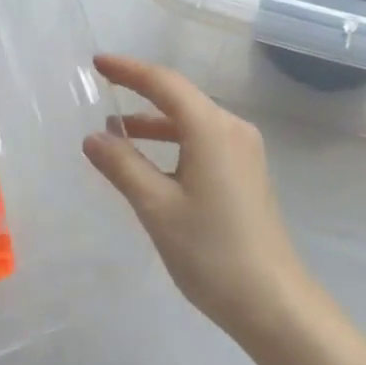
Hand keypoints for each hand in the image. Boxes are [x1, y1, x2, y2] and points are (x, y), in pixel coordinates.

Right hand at [84, 55, 312, 343]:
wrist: (272, 300)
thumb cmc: (211, 252)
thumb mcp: (157, 208)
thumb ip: (123, 166)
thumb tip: (94, 137)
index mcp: (212, 128)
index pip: (165, 83)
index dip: (130, 70)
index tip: (98, 64)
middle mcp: (232, 128)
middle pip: (181, 98)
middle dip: (141, 92)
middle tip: (102, 89)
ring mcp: (244, 150)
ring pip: (192, 121)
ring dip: (155, 122)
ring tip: (116, 132)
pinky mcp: (247, 171)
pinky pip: (204, 141)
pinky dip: (174, 142)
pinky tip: (151, 162)